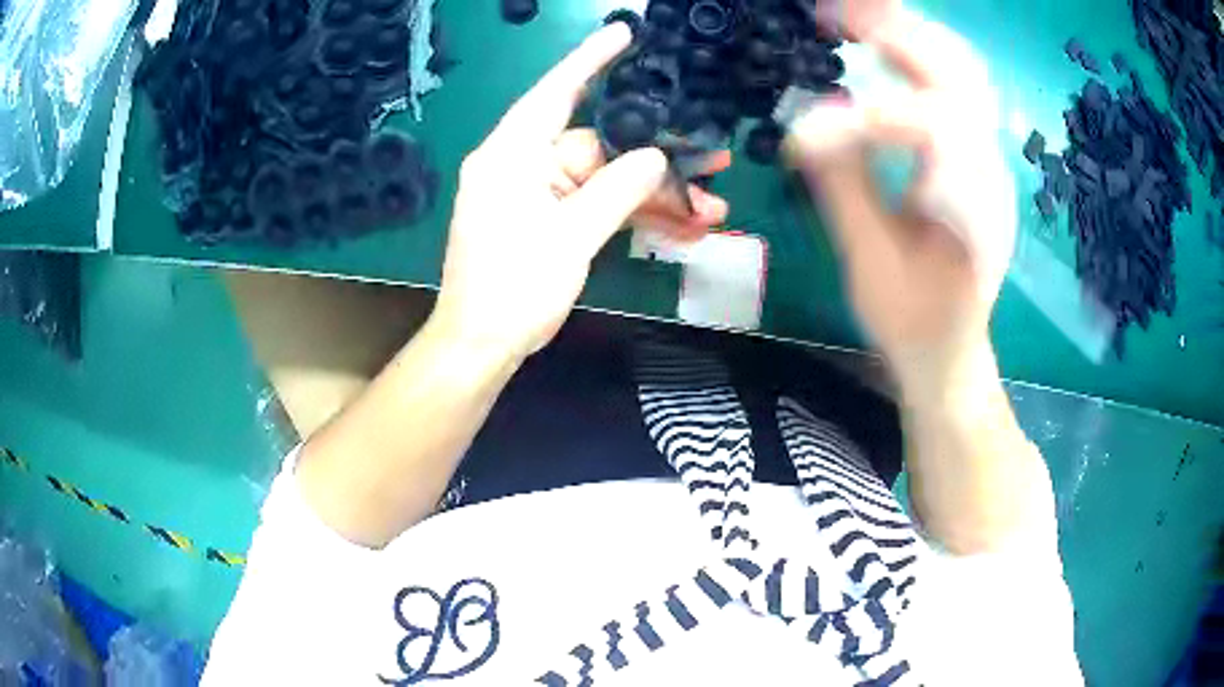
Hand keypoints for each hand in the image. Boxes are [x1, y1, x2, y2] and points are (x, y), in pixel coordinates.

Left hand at [431, 24, 729, 362]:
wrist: (483, 347)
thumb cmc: (512, 289)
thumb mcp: (569, 237)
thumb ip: (616, 191)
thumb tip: (656, 159)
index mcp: (512, 155)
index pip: (555, 93)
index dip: (590, 60)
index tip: (624, 34)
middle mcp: (524, 166)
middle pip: (599, 148)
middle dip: (658, 159)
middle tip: (714, 158)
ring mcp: (540, 196)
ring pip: (607, 182)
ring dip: (657, 197)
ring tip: (713, 209)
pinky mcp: (551, 223)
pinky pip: (599, 209)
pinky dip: (635, 218)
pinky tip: (683, 230)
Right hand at [788, 3, 1014, 396]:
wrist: (951, 350)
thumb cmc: (912, 323)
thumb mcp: (871, 267)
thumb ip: (845, 188)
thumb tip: (808, 126)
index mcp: (972, 207)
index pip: (928, 129)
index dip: (863, 121)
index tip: (803, 136)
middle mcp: (989, 170)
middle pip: (957, 76)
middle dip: (897, 36)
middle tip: (836, 15)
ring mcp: (987, 159)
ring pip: (960, 72)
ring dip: (909, 37)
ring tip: (855, 20)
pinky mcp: (974, 158)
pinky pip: (952, 87)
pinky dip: (916, 56)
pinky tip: (880, 48)